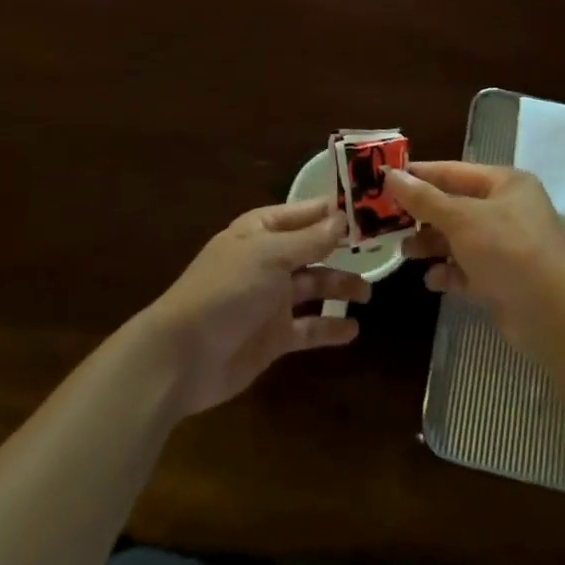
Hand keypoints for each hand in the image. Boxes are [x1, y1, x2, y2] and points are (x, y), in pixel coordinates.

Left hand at [138, 198, 369, 417]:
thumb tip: (343, 217)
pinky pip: (309, 328)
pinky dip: (329, 327)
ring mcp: (271, 299)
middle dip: (343, 249)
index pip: (306, 213)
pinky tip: (353, 330)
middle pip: (314, 249)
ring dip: (340, 287)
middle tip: (381, 250)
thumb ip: (310, 239)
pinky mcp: (274, 336)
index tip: (373, 207)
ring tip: (368, 292)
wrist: (183, 357)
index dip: (336, 210)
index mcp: (262, 231)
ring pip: (314, 287)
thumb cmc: (226, 290)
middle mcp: (269, 260)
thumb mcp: (270, 256)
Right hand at [386, 162, 564, 353]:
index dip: (419, 175)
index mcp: (505, 184)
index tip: (385, 179)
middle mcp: (508, 210)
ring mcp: (507, 247)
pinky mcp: (504, 280)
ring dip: (432, 245)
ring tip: (404, 252)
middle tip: (386, 221)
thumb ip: (424, 199)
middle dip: (423, 215)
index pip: (453, 171)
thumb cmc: (507, 249)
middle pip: (455, 206)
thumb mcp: (461, 218)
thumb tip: (391, 175)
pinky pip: (468, 270)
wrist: (552, 314)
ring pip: (459, 240)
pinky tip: (432, 280)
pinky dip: (449, 273)